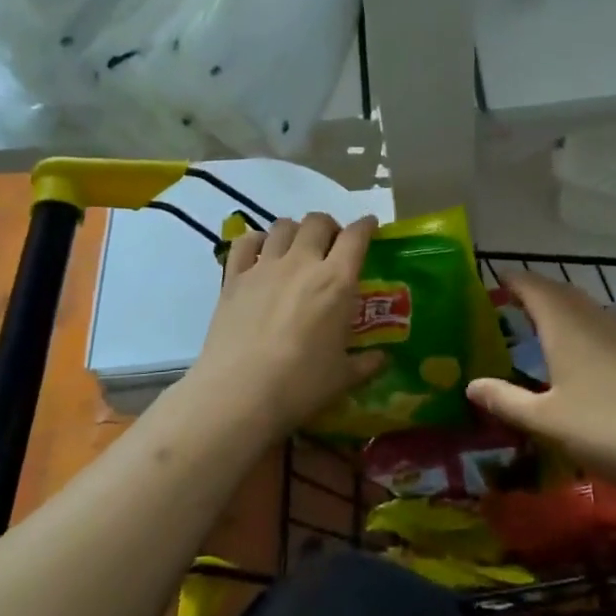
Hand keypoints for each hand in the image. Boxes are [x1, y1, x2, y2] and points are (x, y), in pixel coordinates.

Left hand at [186, 213, 384, 437]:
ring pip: (282, 226)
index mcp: (336, 282)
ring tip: (297, 247)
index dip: (366, 226)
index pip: (356, 237)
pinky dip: (256, 241)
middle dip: (329, 226)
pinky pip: (245, 242)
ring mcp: (264, 267)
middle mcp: (302, 263)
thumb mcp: (342, 378)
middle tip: (332, 244)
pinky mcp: (234, 278)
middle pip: (318, 222)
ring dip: (295, 230)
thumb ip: (365, 364)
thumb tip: (382, 359)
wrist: (239, 393)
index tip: (370, 226)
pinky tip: (260, 253)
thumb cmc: (300, 385)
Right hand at [467, 272, 615, 504]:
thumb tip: (470, 385)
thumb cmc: (606, 428)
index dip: (512, 280)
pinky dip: (581, 325)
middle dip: (535, 291)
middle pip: (560, 291)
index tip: (493, 278)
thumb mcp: (546, 420)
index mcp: (564, 324)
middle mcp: (593, 318)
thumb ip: (506, 400)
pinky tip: (580, 352)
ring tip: (540, 322)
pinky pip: (601, 324)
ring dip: (560, 307)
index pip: (533, 286)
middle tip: (510, 301)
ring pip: (584, 306)